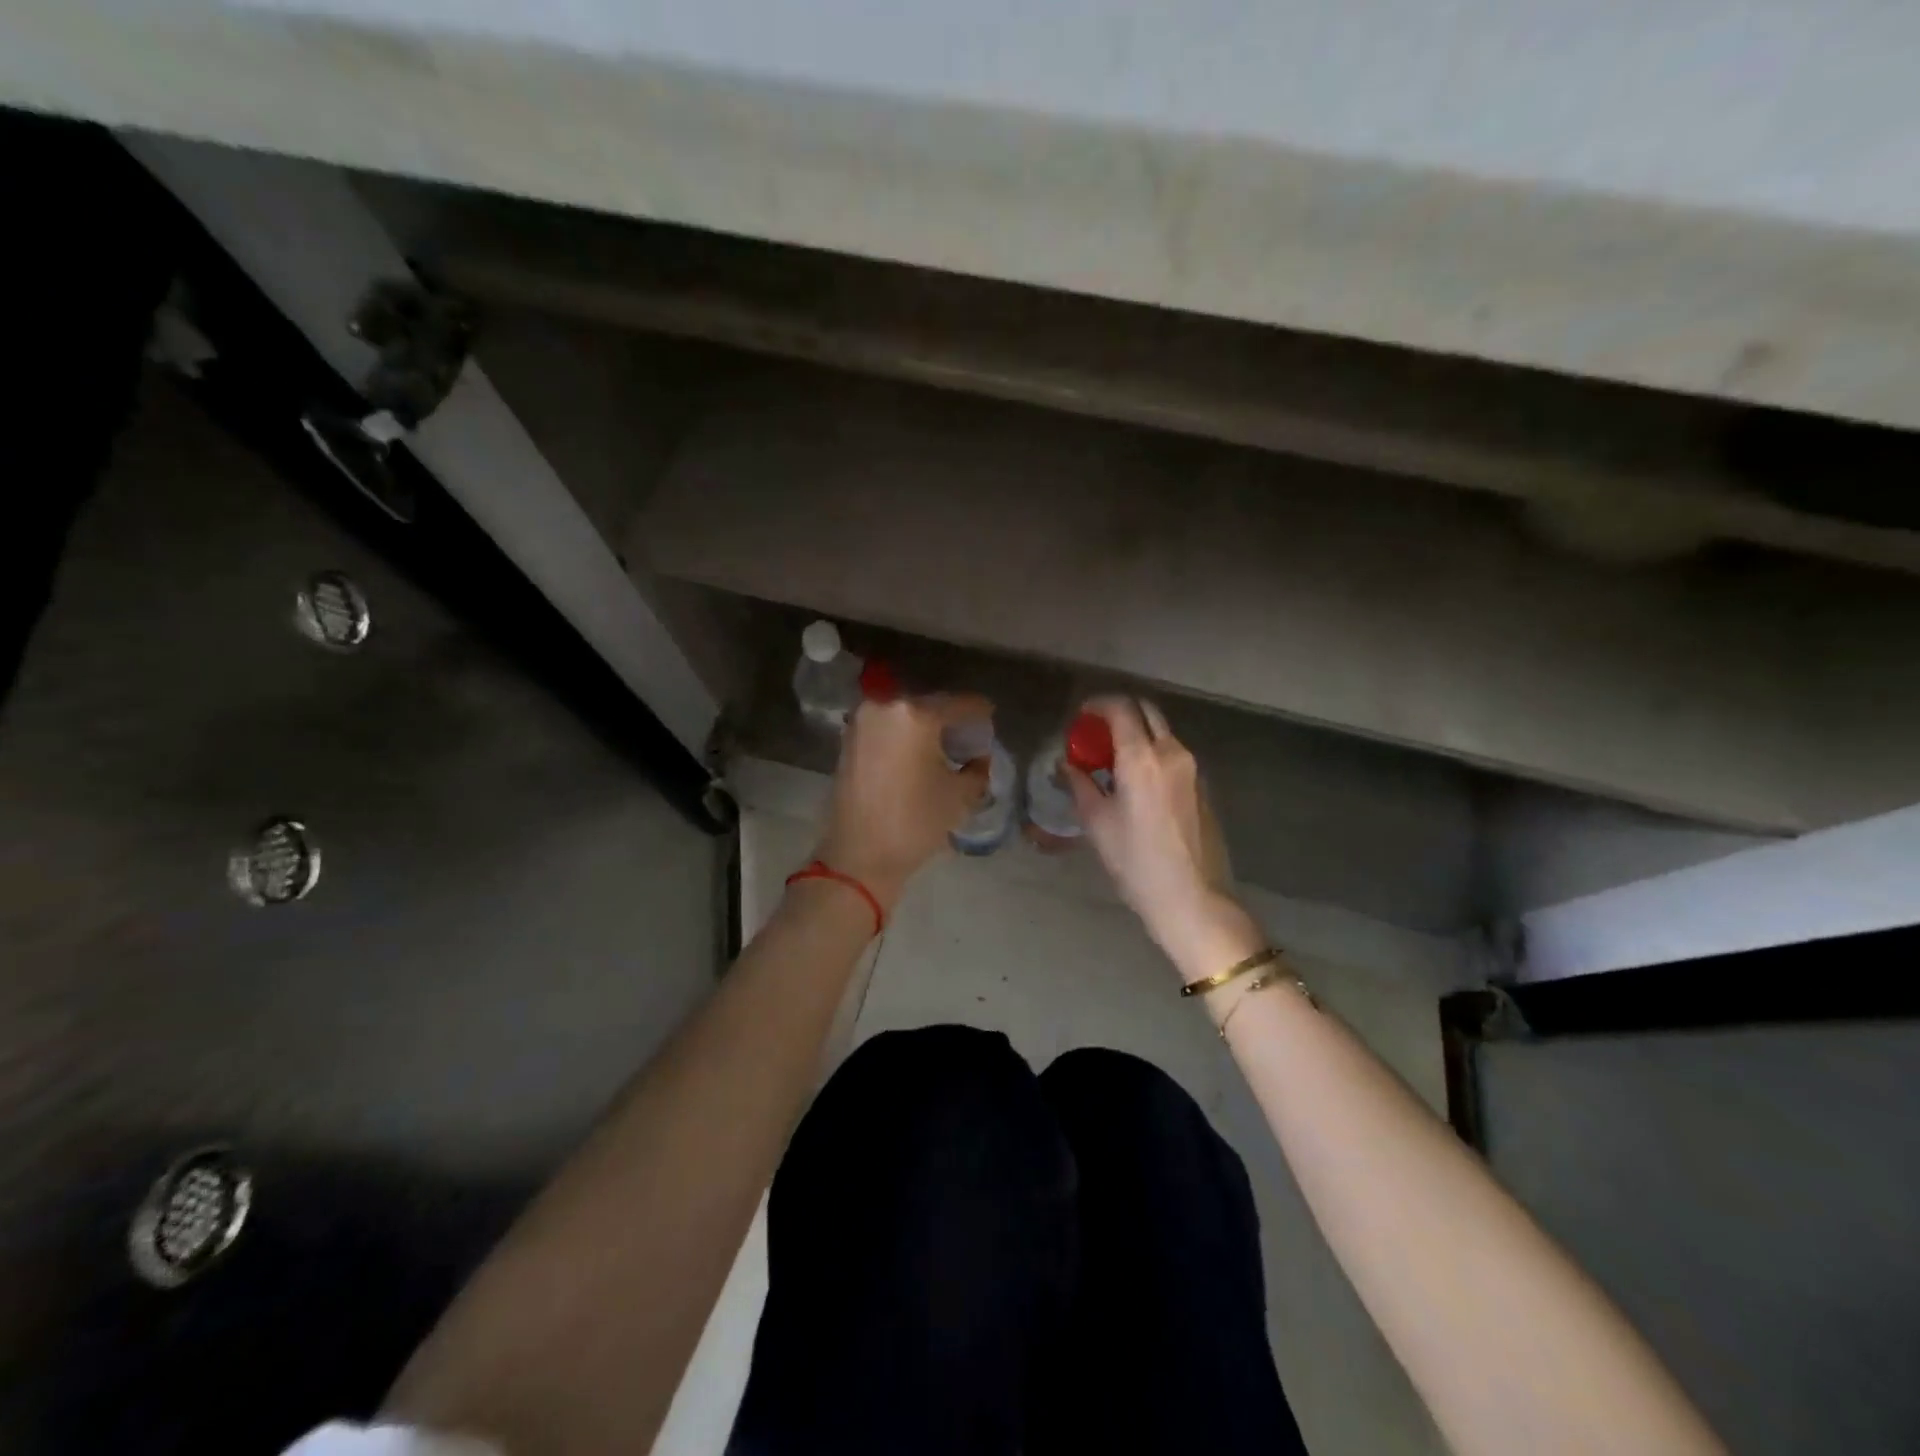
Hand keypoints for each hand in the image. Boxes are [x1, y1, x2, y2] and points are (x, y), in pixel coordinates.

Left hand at [815, 693, 991, 911]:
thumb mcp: (960, 795)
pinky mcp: (849, 740)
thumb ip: (977, 769)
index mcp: (916, 714)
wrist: (858, 855)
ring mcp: (862, 722)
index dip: (981, 713)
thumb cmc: (914, 822)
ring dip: (926, 728)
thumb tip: (978, 758)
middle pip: (930, 706)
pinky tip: (918, 756)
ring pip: (906, 716)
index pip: (960, 704)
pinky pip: (887, 729)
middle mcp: (885, 706)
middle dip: (952, 721)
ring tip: (944, 749)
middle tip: (969, 739)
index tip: (991, 720)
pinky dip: (905, 737)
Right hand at [1066, 697, 1263, 979]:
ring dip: (1136, 732)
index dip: (1097, 705)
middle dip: (1119, 712)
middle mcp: (1171, 752)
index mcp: (1142, 758)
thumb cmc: (1137, 863)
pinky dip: (1151, 751)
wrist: (1193, 898)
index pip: (1120, 708)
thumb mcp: (1097, 824)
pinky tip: (1134, 779)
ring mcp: (1192, 768)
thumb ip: (1079, 785)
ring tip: (1111, 757)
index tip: (1080, 716)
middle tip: (1095, 732)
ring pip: (1161, 732)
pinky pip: (1172, 753)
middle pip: (1146, 711)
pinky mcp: (1202, 785)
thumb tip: (1066, 764)